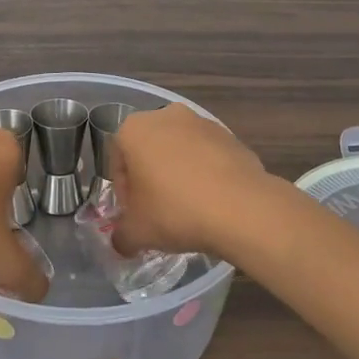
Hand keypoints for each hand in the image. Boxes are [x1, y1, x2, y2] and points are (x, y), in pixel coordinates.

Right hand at [110, 104, 277, 264]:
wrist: (241, 208)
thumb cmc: (175, 211)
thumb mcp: (137, 232)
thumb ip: (121, 236)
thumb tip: (122, 243)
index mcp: (134, 129)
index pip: (118, 161)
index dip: (124, 192)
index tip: (136, 215)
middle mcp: (165, 116)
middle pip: (148, 151)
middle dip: (150, 179)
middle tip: (158, 212)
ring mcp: (201, 122)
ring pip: (179, 151)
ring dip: (178, 174)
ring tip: (189, 208)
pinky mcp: (229, 135)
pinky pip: (207, 156)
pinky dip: (205, 173)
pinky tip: (212, 201)